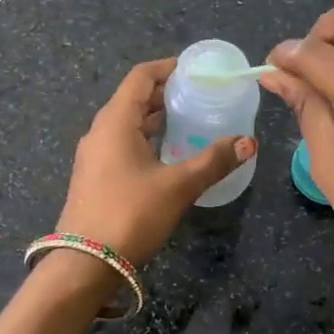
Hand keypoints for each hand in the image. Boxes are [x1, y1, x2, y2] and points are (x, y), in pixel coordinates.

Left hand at [55, 58, 257, 268]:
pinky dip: (145, 138)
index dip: (167, 68)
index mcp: (115, 121)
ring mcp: (94, 155)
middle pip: (133, 98)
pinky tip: (168, 154)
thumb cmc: (131, 215)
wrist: (84, 265)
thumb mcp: (179, 186)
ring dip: (155, 118)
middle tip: (199, 95)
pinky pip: (122, 143)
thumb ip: (214, 161)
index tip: (194, 70)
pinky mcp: (94, 177)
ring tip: (189, 121)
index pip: (140, 77)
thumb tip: (249, 142)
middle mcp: (100, 131)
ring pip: (127, 123)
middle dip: (165, 93)